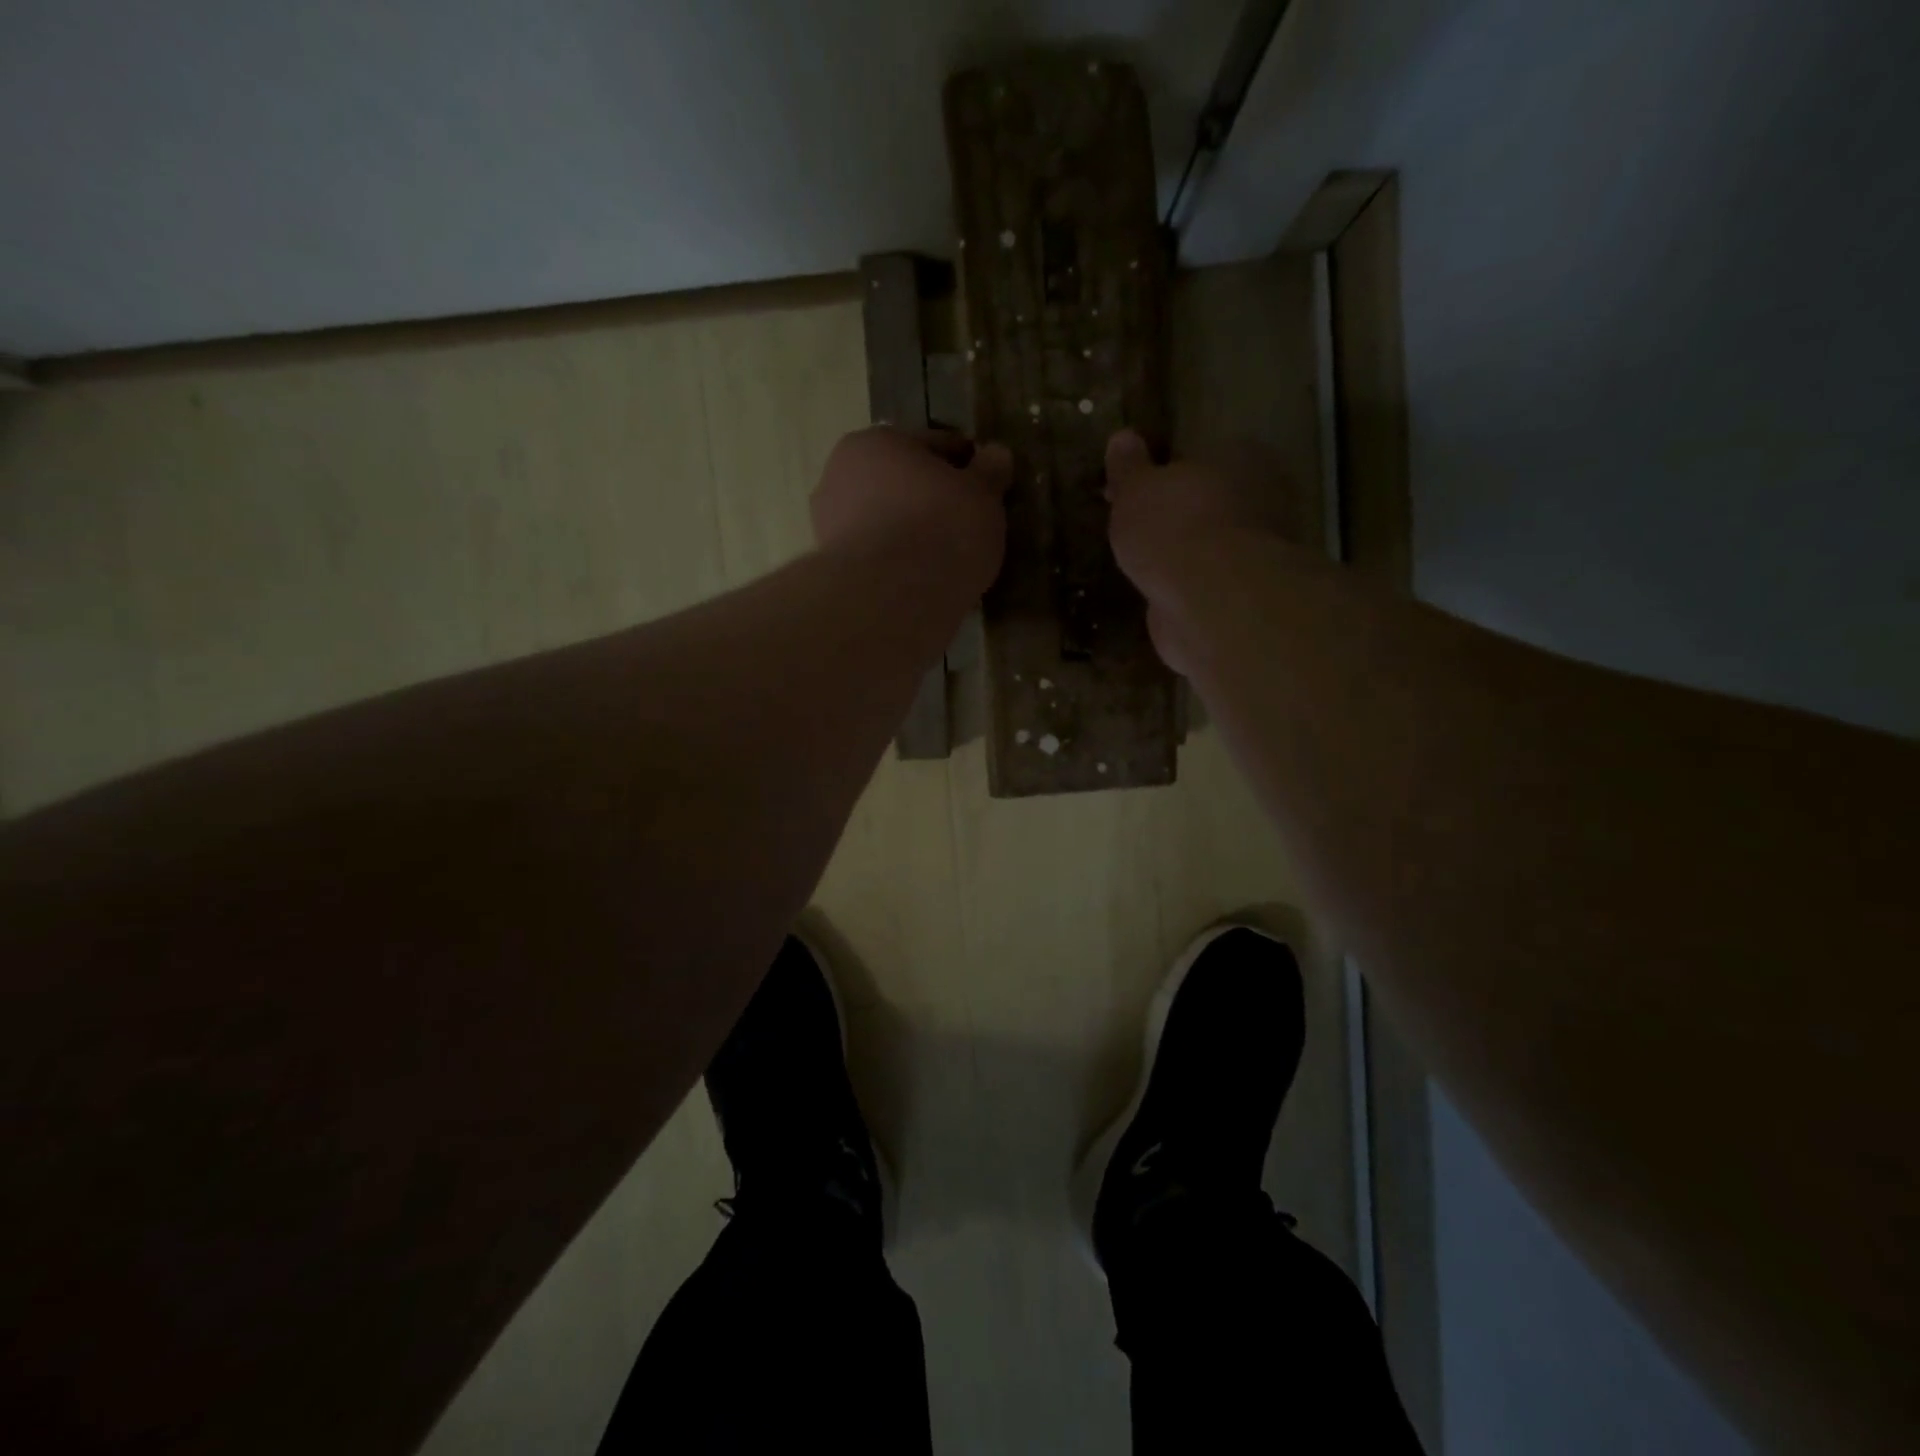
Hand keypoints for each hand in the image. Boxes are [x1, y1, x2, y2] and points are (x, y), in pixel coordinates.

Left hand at [812, 427, 1012, 595]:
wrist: (891, 598)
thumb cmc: (941, 529)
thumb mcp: (982, 495)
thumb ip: (990, 472)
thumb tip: (996, 454)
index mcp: (875, 442)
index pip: (933, 445)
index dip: (965, 464)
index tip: (988, 487)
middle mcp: (840, 476)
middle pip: (902, 484)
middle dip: (931, 500)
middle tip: (967, 525)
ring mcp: (829, 527)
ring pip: (886, 523)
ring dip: (911, 534)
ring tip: (946, 559)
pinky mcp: (833, 572)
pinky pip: (878, 560)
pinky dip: (897, 565)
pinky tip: (922, 581)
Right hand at [1105, 429, 1313, 673]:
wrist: (1211, 599)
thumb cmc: (1174, 527)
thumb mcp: (1136, 489)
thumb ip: (1129, 467)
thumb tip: (1122, 437)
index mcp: (1241, 457)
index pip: (1200, 455)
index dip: (1163, 473)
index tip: (1131, 491)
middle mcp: (1262, 498)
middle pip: (1209, 499)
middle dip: (1177, 512)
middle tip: (1136, 527)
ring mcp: (1260, 549)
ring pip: (1212, 542)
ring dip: (1184, 551)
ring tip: (1145, 563)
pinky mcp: (1248, 593)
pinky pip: (1210, 580)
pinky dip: (1189, 584)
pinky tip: (1163, 590)